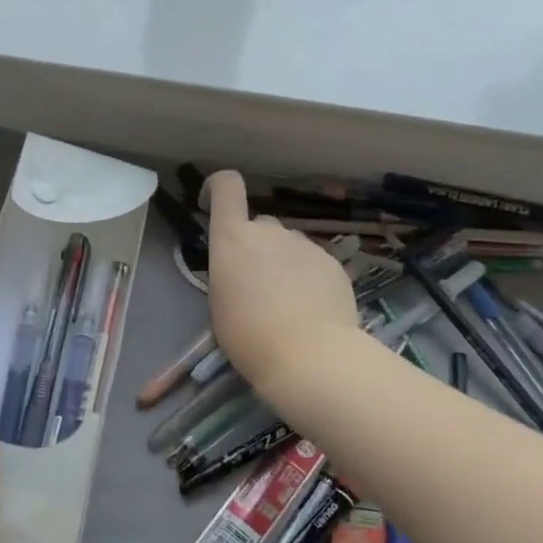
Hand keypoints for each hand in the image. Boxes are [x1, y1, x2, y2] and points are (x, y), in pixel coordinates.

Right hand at [203, 170, 361, 391]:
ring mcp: (305, 245)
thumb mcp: (220, 301)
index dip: (217, 187)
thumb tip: (245, 269)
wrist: (309, 356)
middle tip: (254, 283)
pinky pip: (313, 263)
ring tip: (286, 303)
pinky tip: (311, 310)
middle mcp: (270, 231)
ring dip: (282, 263)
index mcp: (233, 237)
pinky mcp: (333, 263)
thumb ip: (230, 271)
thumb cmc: (248, 334)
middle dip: (255, 246)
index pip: (227, 185)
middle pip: (259, 224)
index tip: (210, 203)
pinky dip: (308, 278)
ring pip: (288, 245)